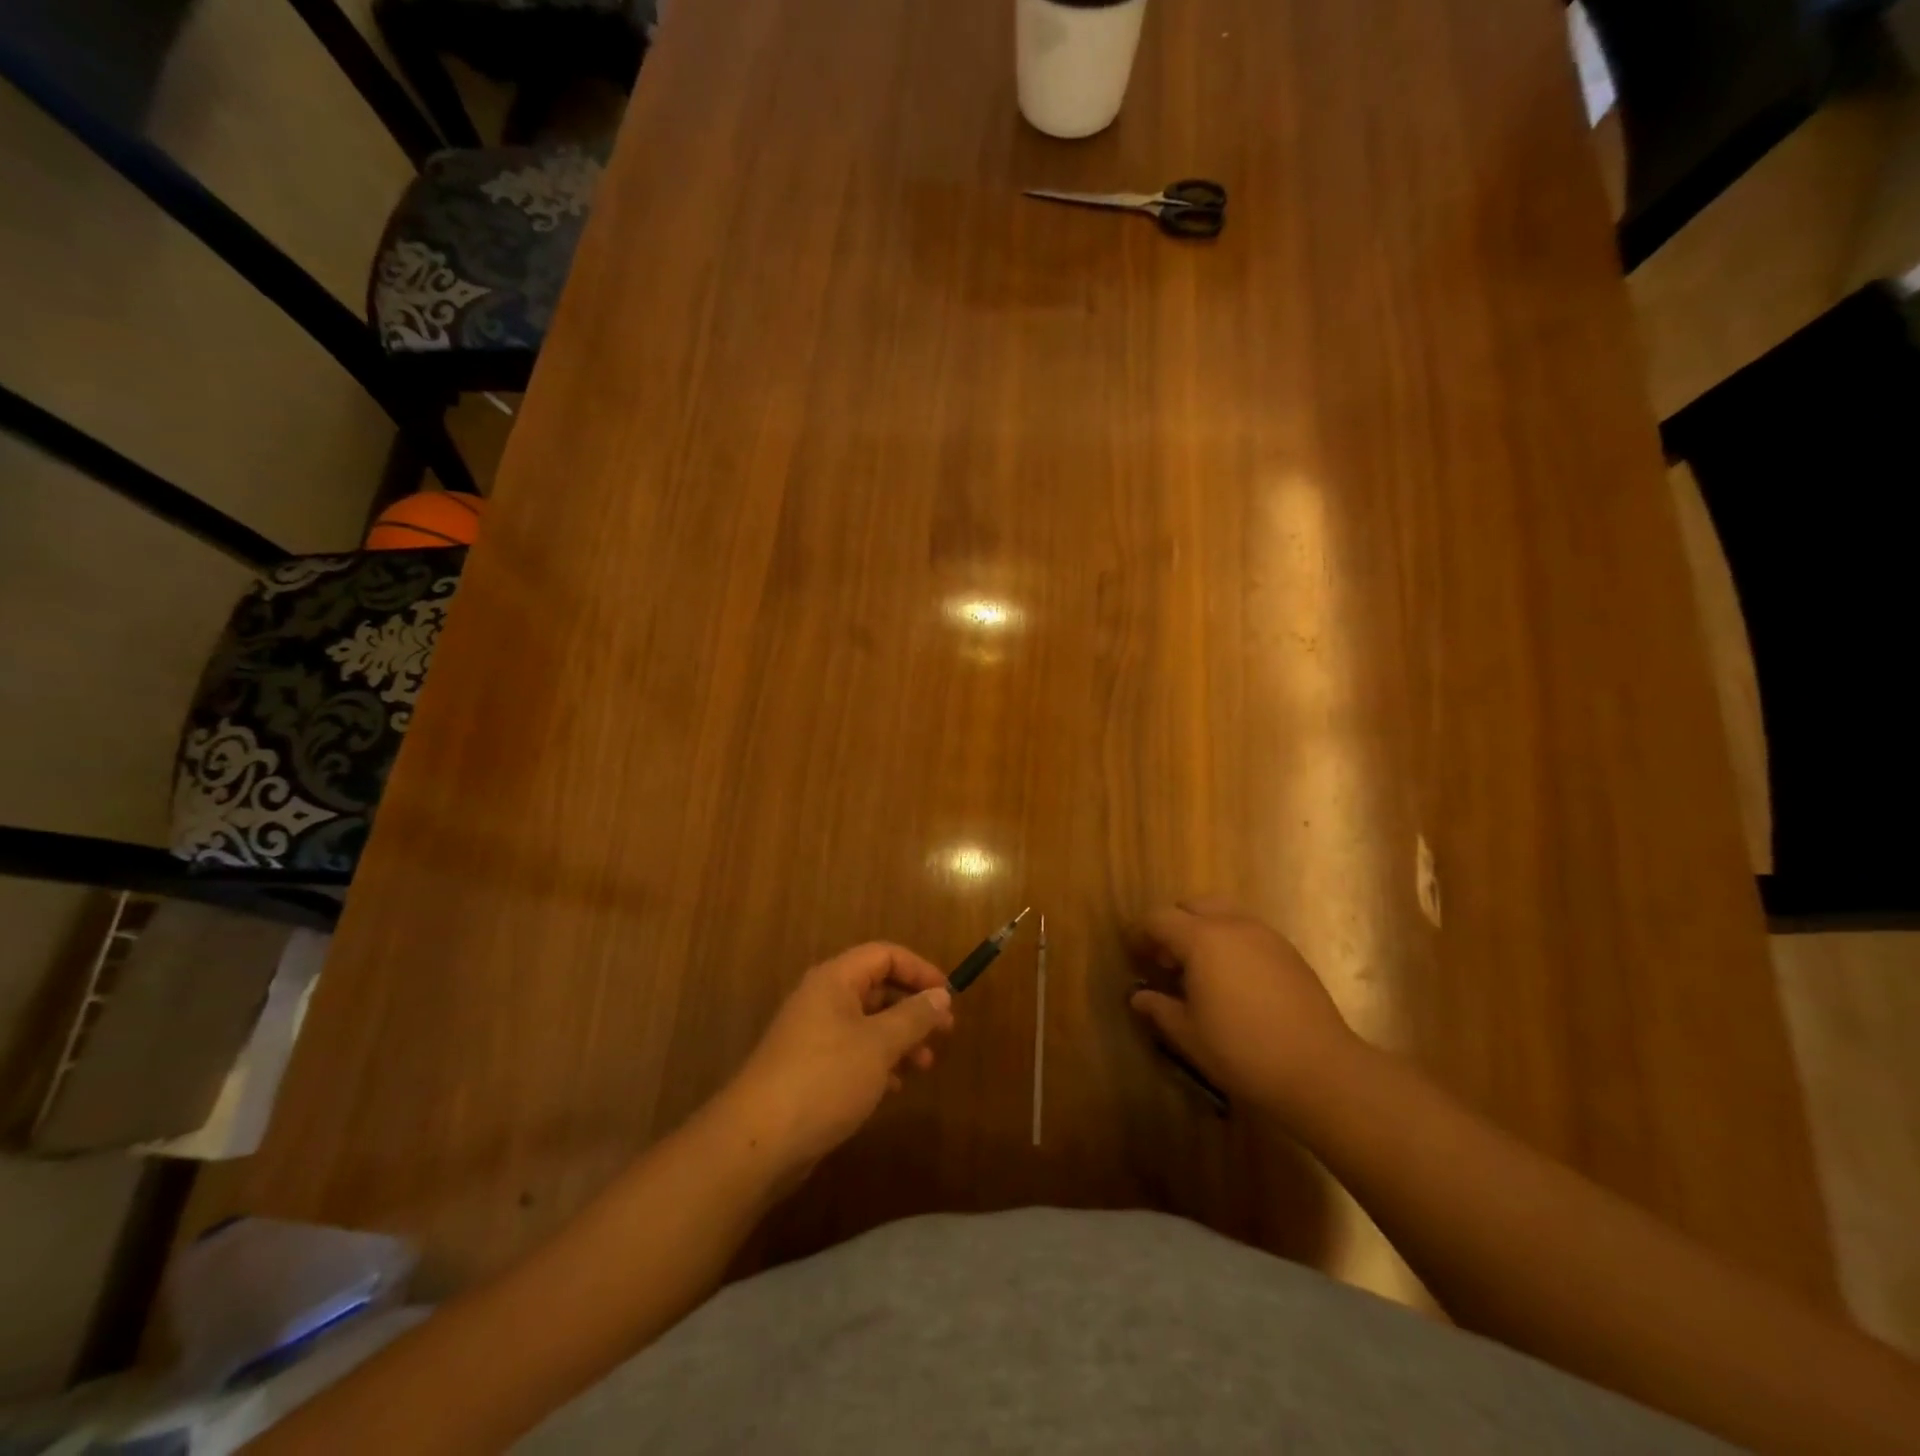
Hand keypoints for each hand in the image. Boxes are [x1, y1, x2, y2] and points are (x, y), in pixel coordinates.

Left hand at [720, 943, 953, 1181]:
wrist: (758, 1141)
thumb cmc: (825, 1078)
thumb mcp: (879, 1044)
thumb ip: (914, 1016)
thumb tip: (941, 995)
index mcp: (835, 980)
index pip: (884, 955)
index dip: (919, 969)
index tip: (949, 996)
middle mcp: (822, 1000)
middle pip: (876, 988)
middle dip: (913, 1008)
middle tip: (945, 1033)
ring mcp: (812, 1036)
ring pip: (867, 1024)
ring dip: (899, 1039)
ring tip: (925, 1065)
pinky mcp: (808, 1070)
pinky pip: (852, 1053)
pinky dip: (878, 1062)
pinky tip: (894, 1087)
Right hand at [1127, 898, 1367, 1121]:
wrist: (1319, 1069)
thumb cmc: (1242, 1051)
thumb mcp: (1188, 1034)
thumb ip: (1159, 1008)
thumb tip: (1139, 997)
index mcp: (1201, 939)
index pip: (1159, 918)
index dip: (1140, 933)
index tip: (1135, 956)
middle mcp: (1232, 925)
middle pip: (1192, 905)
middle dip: (1174, 925)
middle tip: (1167, 961)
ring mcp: (1265, 935)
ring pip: (1224, 913)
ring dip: (1204, 930)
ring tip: (1201, 970)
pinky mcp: (1289, 951)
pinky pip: (1248, 931)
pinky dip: (1231, 942)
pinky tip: (1234, 980)